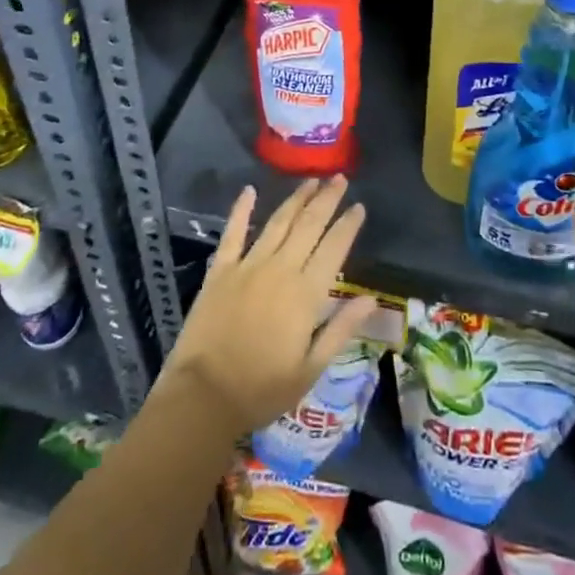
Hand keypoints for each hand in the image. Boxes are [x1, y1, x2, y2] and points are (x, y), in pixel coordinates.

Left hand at [160, 177, 377, 434]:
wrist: (204, 396)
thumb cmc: (262, 389)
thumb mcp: (311, 369)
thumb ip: (341, 329)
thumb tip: (371, 298)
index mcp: (305, 294)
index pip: (334, 249)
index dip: (348, 225)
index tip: (359, 206)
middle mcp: (280, 269)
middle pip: (309, 225)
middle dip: (326, 200)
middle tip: (339, 178)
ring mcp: (248, 265)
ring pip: (278, 222)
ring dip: (296, 199)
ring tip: (311, 180)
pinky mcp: (220, 270)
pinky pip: (233, 232)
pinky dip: (242, 210)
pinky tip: (249, 191)